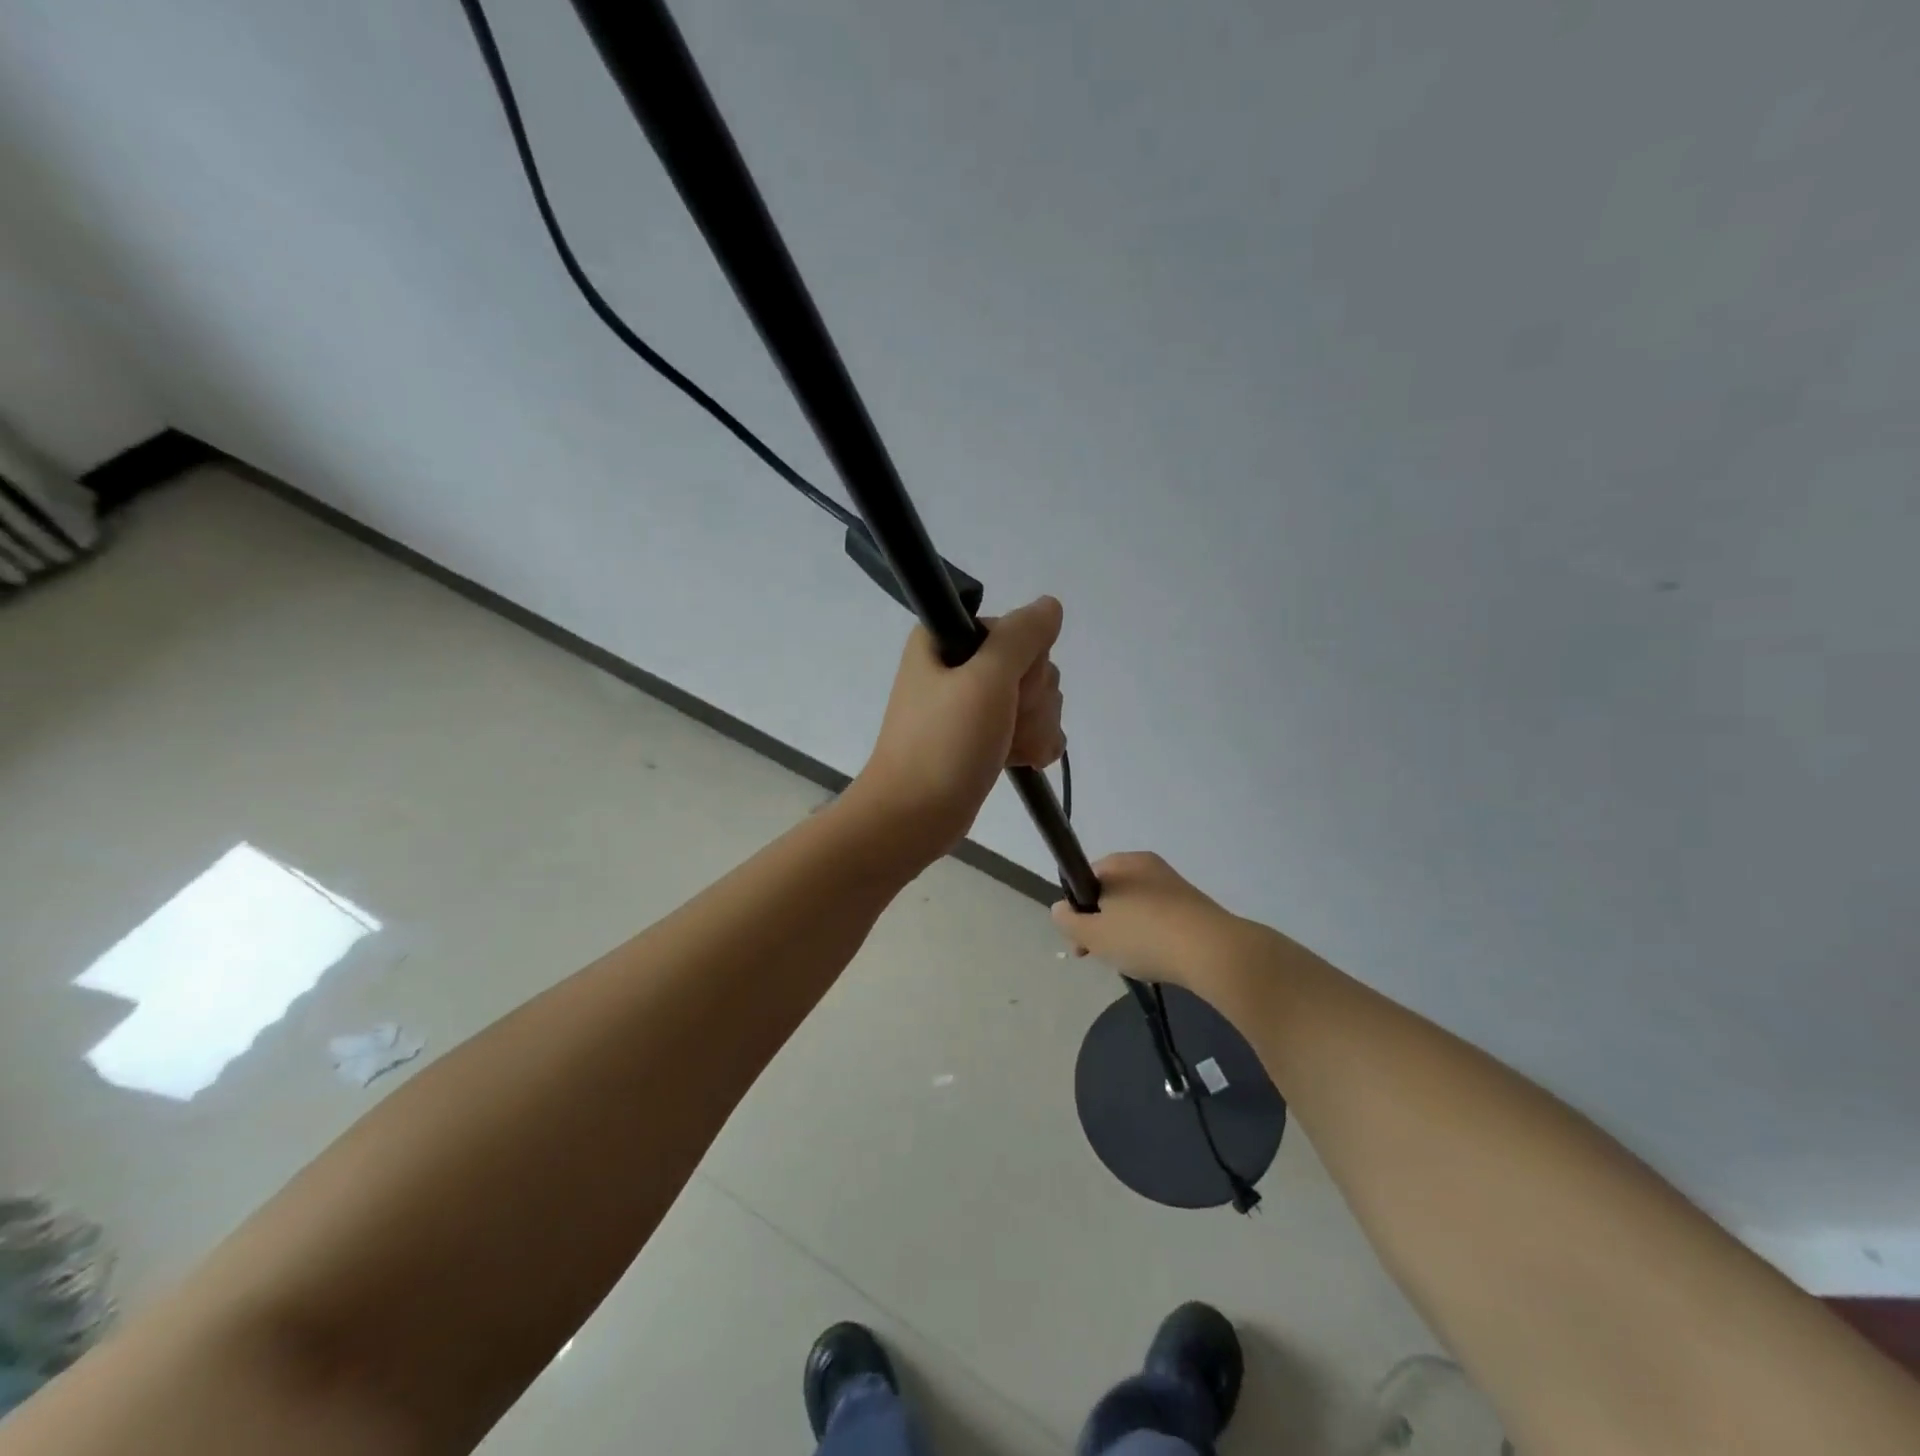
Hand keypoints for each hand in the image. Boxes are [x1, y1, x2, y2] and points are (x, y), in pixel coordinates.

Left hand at [849, 596, 1066, 861]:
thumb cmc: (944, 744)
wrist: (914, 817)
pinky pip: (1028, 727)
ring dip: (1034, 728)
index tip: (1005, 690)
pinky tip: (1023, 760)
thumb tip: (1050, 606)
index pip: (1017, 631)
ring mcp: (972, 704)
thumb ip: (1022, 636)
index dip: (1024, 663)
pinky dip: (1033, 744)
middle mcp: (960, 666)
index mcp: (948, 641)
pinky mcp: (981, 737)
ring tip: (1006, 750)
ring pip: (1036, 700)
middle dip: (1031, 702)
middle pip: (1032, 667)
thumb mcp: (986, 679)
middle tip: (1000, 726)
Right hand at [1051, 852, 1245, 989]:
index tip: (1079, 942)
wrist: (1213, 952)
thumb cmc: (1144, 937)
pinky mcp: (1194, 905)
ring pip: (1135, 908)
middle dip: (1101, 925)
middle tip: (1100, 956)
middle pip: (1111, 894)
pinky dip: (1152, 936)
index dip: (1076, 911)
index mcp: (1120, 863)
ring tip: (1131, 962)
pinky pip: (1160, 918)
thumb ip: (1069, 921)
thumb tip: (1059, 909)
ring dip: (1126, 932)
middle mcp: (1146, 865)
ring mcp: (1173, 884)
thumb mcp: (1094, 934)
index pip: (1085, 880)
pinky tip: (1156, 960)